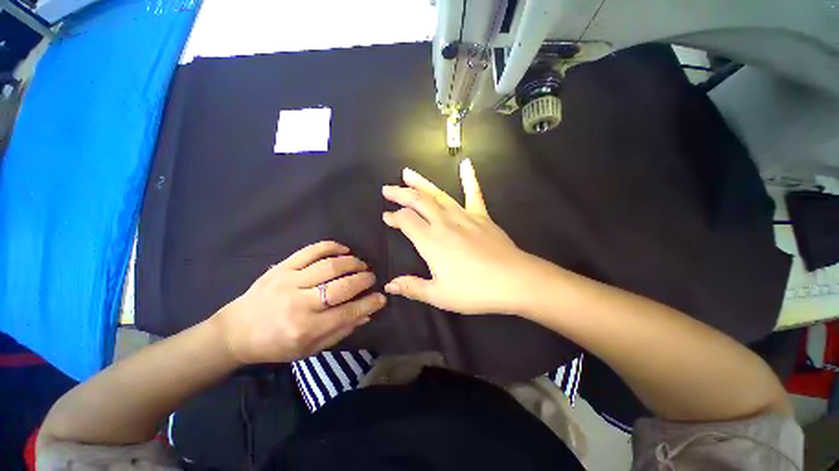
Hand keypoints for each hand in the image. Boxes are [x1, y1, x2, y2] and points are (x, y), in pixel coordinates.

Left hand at [211, 241, 385, 363]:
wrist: (237, 331)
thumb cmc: (275, 345)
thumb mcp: (309, 349)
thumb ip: (340, 331)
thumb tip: (366, 314)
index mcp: (306, 329)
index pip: (348, 312)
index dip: (369, 303)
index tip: (381, 297)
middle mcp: (300, 304)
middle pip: (342, 286)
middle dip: (364, 280)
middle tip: (371, 278)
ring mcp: (290, 281)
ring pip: (330, 266)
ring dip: (352, 262)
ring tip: (361, 264)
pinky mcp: (282, 267)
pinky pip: (311, 250)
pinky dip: (331, 247)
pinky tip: (344, 249)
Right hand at [382, 159, 540, 314]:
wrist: (514, 281)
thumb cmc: (475, 291)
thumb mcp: (439, 295)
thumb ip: (413, 287)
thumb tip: (389, 285)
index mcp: (431, 241)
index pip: (406, 221)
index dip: (394, 217)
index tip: (386, 216)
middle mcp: (444, 223)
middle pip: (418, 201)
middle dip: (400, 193)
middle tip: (387, 189)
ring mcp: (464, 216)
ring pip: (438, 194)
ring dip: (421, 183)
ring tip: (408, 173)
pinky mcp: (481, 216)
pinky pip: (474, 193)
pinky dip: (469, 178)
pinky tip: (466, 164)